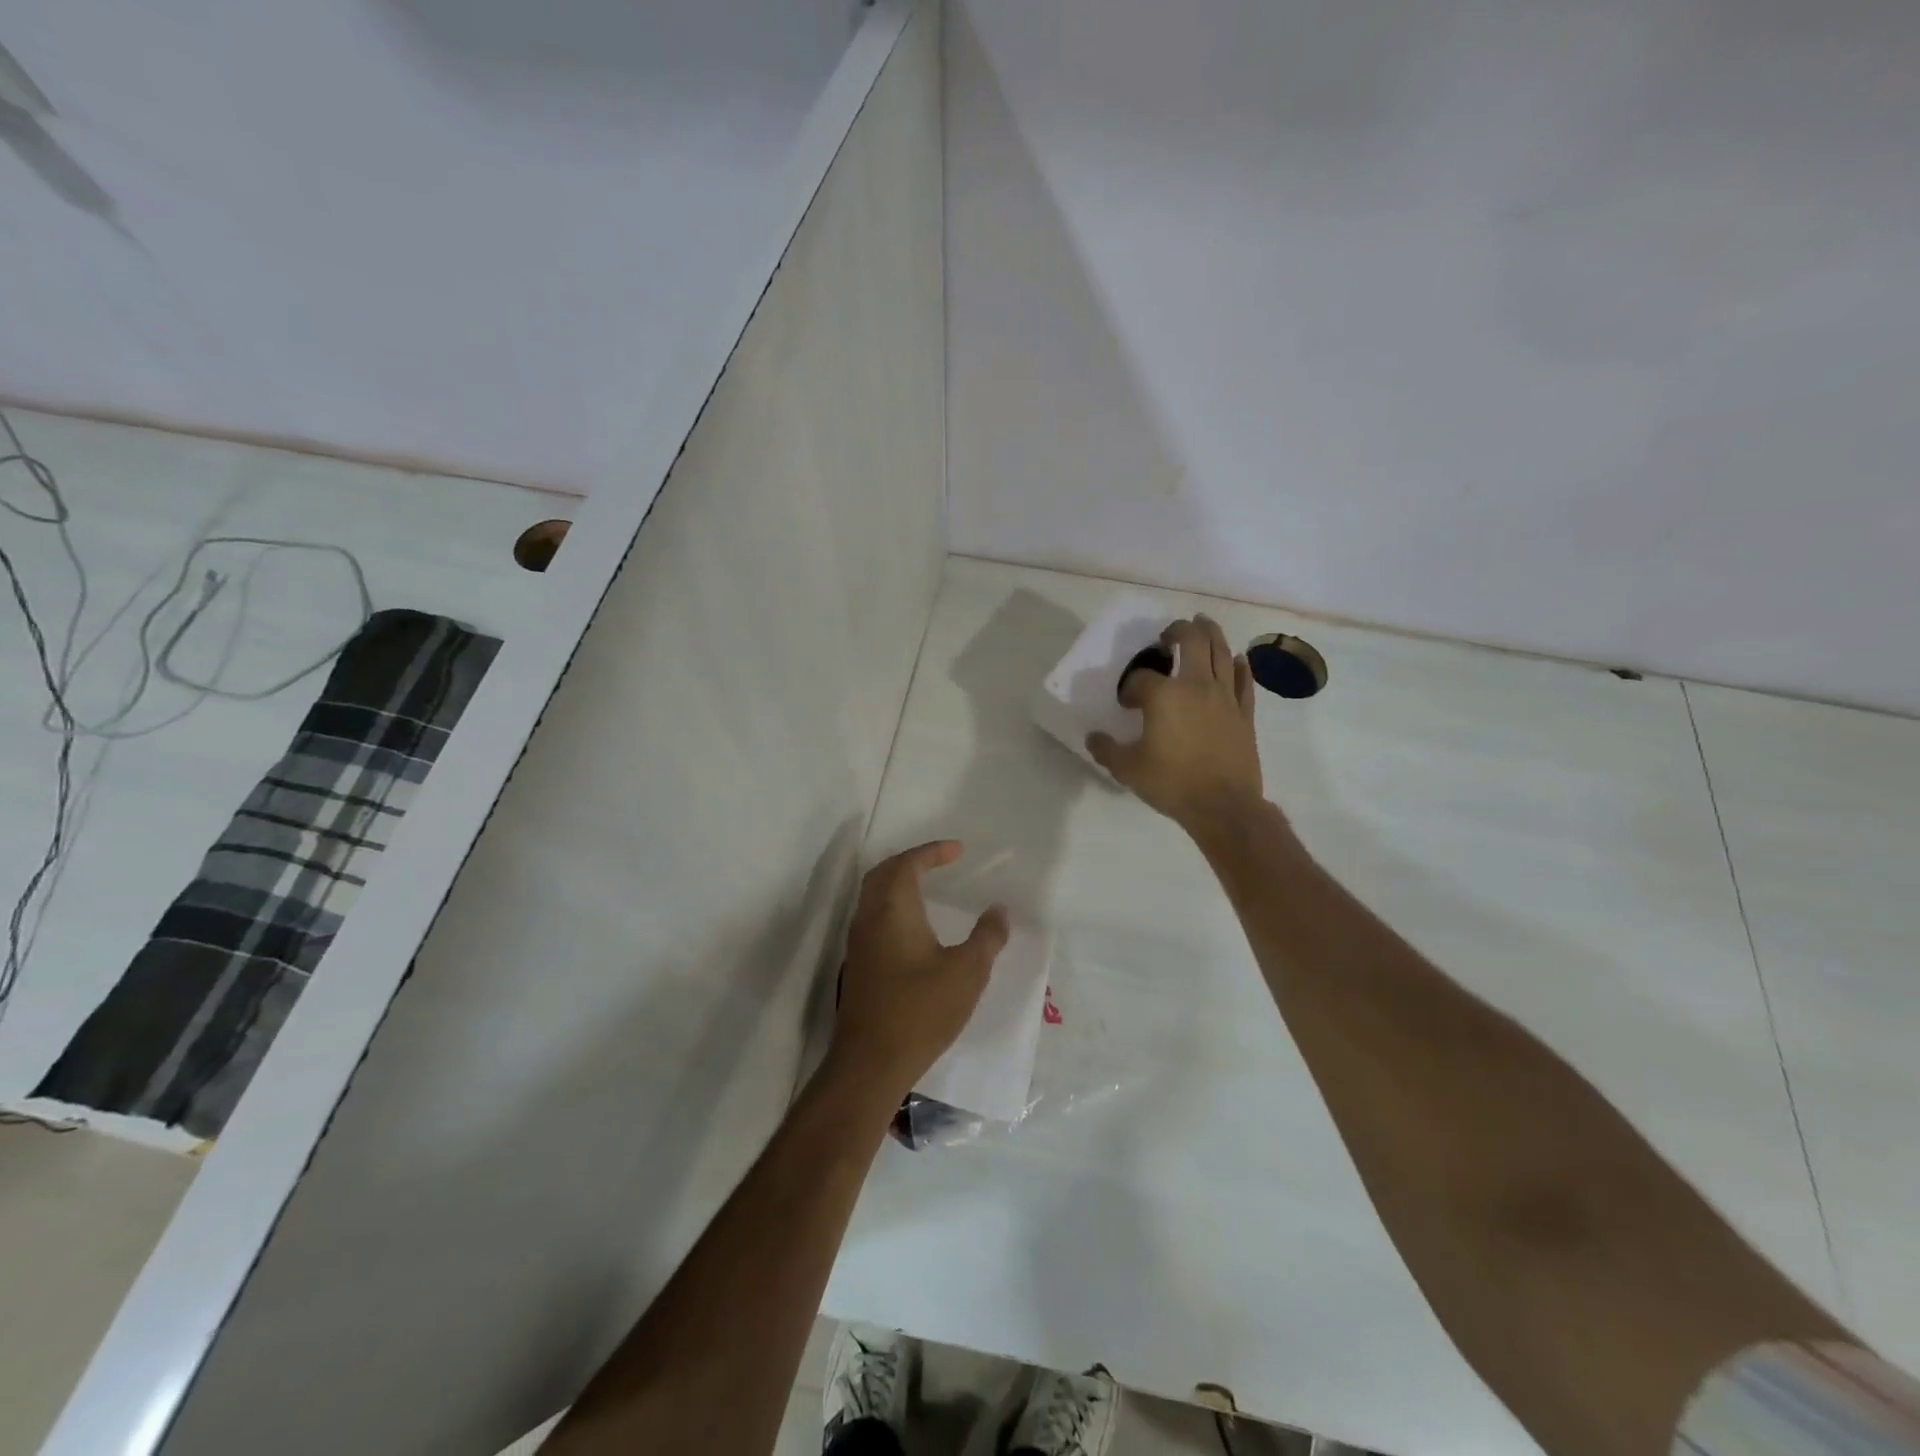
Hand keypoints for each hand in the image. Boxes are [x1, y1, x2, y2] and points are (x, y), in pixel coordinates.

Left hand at [831, 841, 1009, 1101]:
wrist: (871, 1062)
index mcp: (893, 909)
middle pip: (883, 873)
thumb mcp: (967, 972)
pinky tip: (913, 928)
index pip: (908, 864)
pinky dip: (892, 907)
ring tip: (928, 887)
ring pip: (874, 897)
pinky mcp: (857, 966)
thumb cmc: (921, 1010)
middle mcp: (869, 918)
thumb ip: (987, 937)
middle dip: (910, 861)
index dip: (932, 852)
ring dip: (898, 883)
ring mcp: (858, 943)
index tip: (957, 850)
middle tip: (939, 861)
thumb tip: (999, 911)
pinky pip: (873, 918)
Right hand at [1088, 615, 1265, 832]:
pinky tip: (1236, 659)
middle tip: (1168, 635)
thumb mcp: (1127, 769)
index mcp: (1163, 695)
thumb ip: (1107, 749)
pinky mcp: (1244, 712)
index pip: (1141, 677)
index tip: (1127, 704)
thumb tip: (1093, 737)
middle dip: (1177, 631)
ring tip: (1202, 624)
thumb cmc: (1172, 783)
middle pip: (1191, 641)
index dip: (1130, 687)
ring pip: (1221, 651)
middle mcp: (1196, 685)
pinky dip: (1238, 665)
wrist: (1223, 805)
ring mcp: (1225, 696)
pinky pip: (1243, 679)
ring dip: (1210, 633)